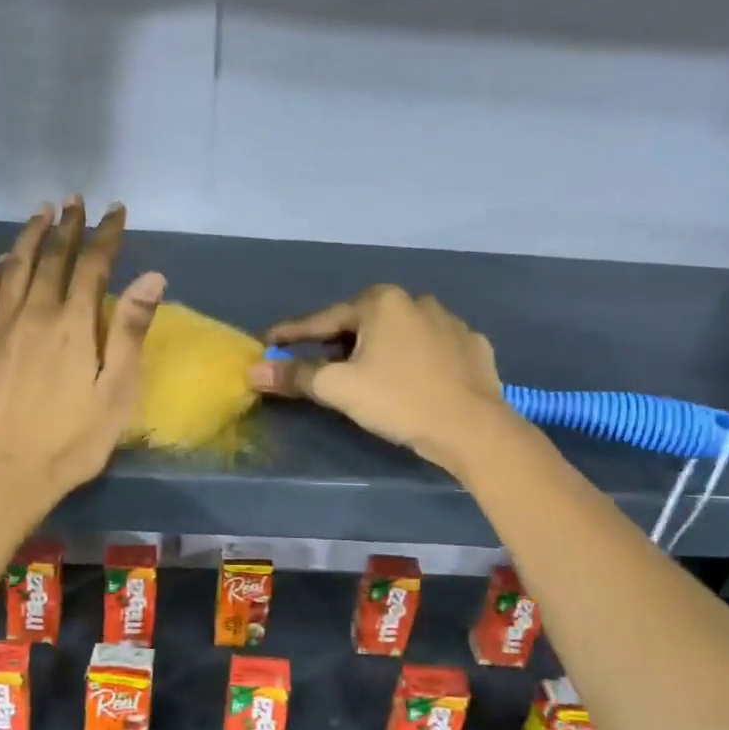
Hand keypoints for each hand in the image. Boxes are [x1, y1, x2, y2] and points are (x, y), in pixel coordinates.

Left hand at [0, 199, 164, 509]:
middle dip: (67, 226)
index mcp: (74, 326)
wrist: (2, 476)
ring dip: (30, 238)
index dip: (106, 234)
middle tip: (75, 200)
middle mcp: (34, 315)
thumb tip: (151, 277)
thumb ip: (131, 332)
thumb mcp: (116, 392)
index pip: (92, 265)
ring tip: (41, 214)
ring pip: (15, 268)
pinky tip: (2, 262)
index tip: (116, 210)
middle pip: (51, 258)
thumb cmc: (71, 441)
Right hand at [244, 285, 516, 472]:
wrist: (474, 428)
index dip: (292, 334)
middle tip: (319, 367)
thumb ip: (295, 376)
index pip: (323, 320)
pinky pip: (431, 349)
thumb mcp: (339, 388)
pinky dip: (414, 361)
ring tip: (368, 376)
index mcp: (381, 302)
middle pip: (362, 324)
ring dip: (378, 350)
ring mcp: (451, 322)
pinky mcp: (474, 346)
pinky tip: (412, 379)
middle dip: (338, 344)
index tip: (269, 342)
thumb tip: (254, 371)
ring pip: (400, 334)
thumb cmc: (399, 400)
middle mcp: (416, 301)